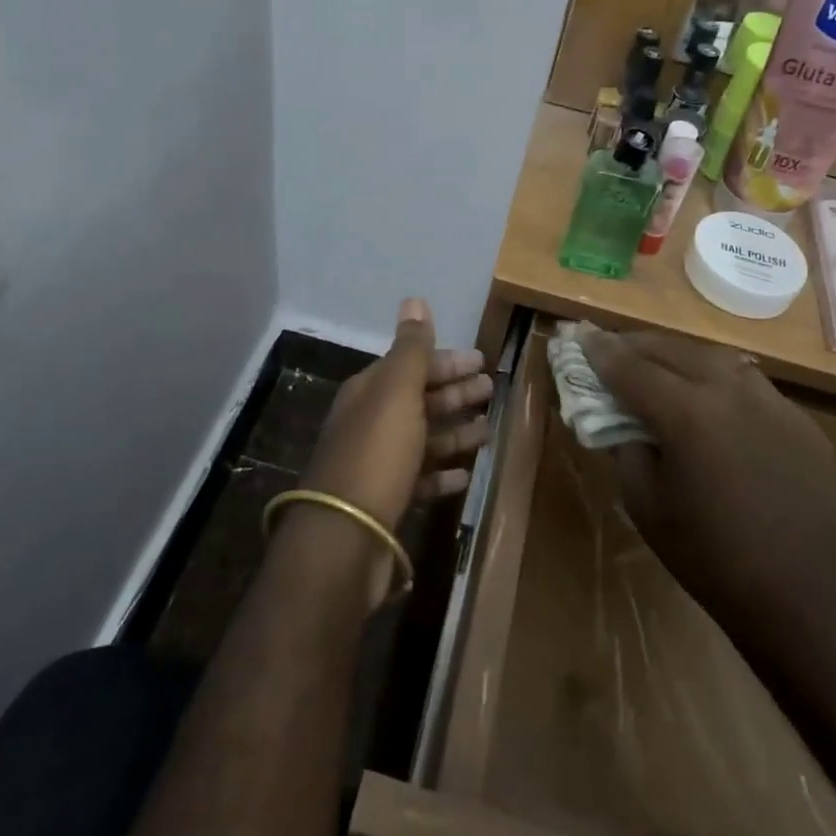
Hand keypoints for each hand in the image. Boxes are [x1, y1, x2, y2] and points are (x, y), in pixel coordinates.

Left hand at [293, 300, 491, 598]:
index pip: (410, 365)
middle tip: (490, 388)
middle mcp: (370, 422)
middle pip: (418, 399)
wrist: (345, 536)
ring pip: (422, 438)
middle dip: (453, 391)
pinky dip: (441, 472)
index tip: (481, 360)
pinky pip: (419, 477)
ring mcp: (377, 463)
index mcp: (369, 392)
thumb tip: (414, 298)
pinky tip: (465, 473)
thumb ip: (411, 349)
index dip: (445, 361)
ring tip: (488, 429)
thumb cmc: (376, 453)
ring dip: (453, 430)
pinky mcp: (386, 500)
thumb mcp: (397, 392)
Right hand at [580, 327, 835, 630]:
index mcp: (686, 412)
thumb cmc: (713, 558)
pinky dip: (716, 378)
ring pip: (713, 357)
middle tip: (611, 347)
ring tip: (657, 363)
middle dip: (635, 345)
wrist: (810, 598)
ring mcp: (771, 400)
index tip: (580, 336)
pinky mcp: (798, 419)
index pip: (630, 368)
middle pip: (671, 350)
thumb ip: (627, 450)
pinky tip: (710, 398)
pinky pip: (748, 383)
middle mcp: (729, 390)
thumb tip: (622, 421)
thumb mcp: (646, 505)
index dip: (601, 352)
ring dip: (677, 354)